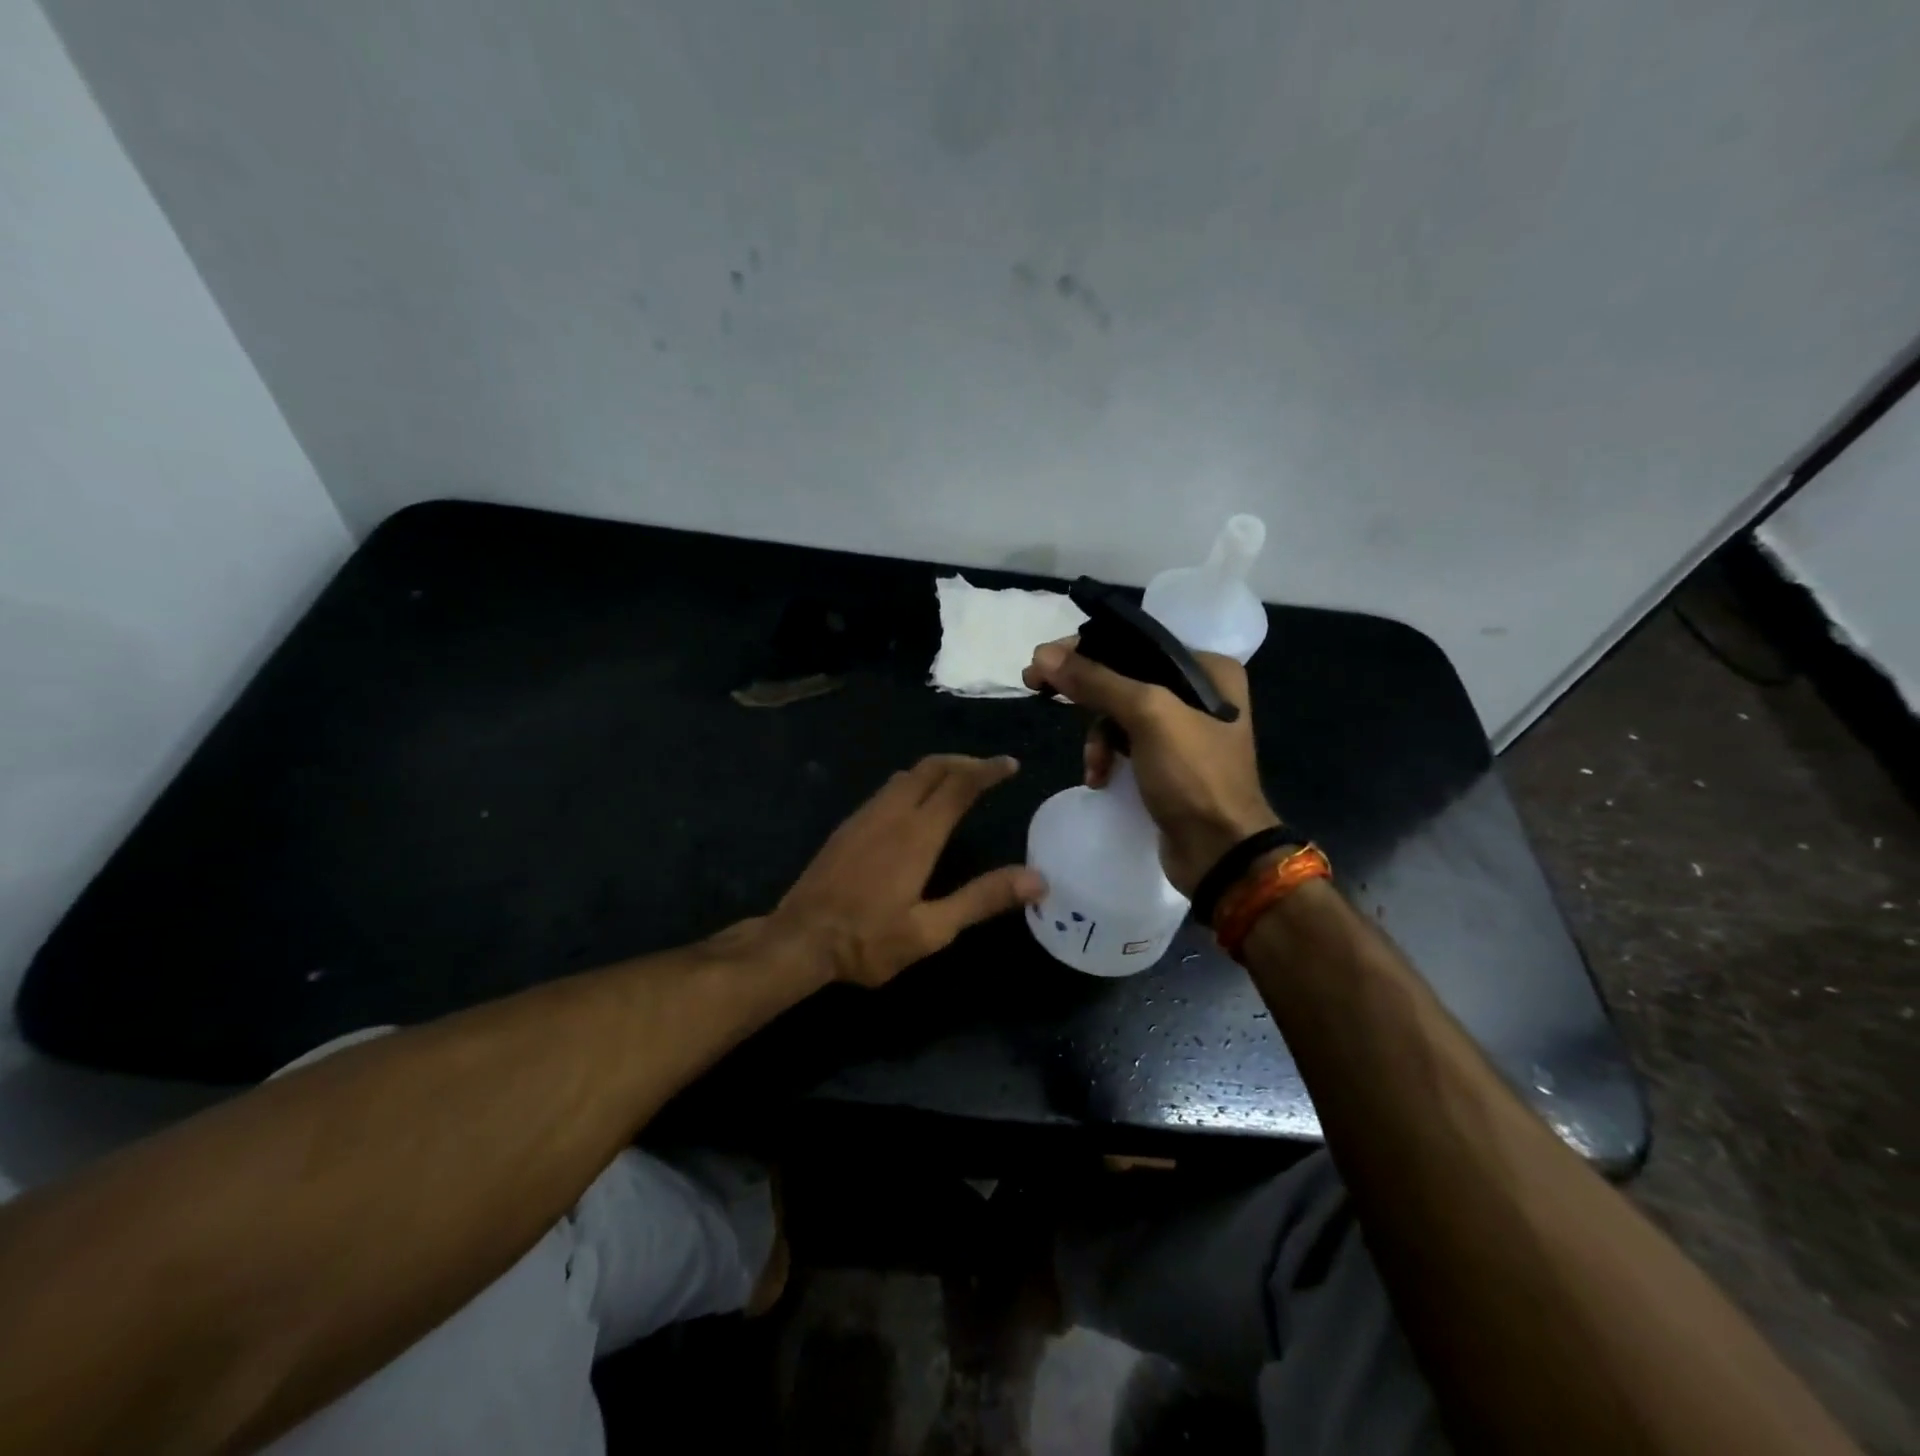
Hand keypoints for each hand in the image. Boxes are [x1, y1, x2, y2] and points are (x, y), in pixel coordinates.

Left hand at [773, 754, 1045, 986]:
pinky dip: (913, 783)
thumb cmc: (868, 940)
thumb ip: (982, 899)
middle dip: (963, 762)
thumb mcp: (932, 929)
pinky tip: (914, 807)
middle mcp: (892, 813)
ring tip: (957, 782)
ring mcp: (865, 816)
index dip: (987, 770)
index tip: (1010, 764)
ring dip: (936, 770)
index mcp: (918, 833)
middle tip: (988, 770)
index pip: (959, 784)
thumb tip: (1037, 879)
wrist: (799, 940)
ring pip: (906, 775)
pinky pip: (887, 790)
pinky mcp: (847, 827)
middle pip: (931, 768)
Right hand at [1023, 640, 1280, 895]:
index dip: (1087, 648)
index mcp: (1208, 669)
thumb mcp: (1147, 716)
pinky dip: (1107, 757)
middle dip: (1084, 692)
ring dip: (1096, 737)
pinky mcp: (1166, 763)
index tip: (1044, 660)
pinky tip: (1100, 778)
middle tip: (1038, 688)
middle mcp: (1199, 693)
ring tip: (1093, 764)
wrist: (1220, 852)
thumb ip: (1097, 680)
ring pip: (1118, 713)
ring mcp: (1182, 730)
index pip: (1136, 643)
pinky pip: (1124, 744)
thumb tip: (1042, 655)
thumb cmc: (1193, 775)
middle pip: (1123, 676)